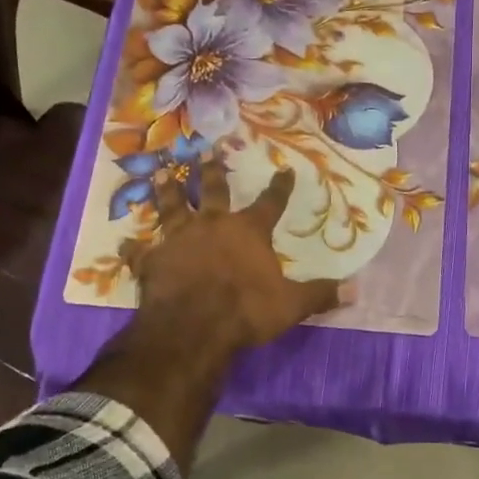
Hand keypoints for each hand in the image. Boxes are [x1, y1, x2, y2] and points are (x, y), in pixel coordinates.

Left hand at [130, 160, 344, 357]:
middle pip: (213, 191)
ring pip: (172, 207)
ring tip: (162, 173)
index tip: (283, 170)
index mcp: (248, 231)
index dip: (279, 187)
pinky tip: (122, 241)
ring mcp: (178, 239)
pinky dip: (132, 247)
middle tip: (206, 152)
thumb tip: (356, 289)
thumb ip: (320, 294)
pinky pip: (140, 251)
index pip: (270, 203)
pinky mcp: (152, 261)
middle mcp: (212, 225)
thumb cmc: (246, 310)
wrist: (194, 326)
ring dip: (167, 191)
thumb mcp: (291, 304)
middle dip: (211, 171)